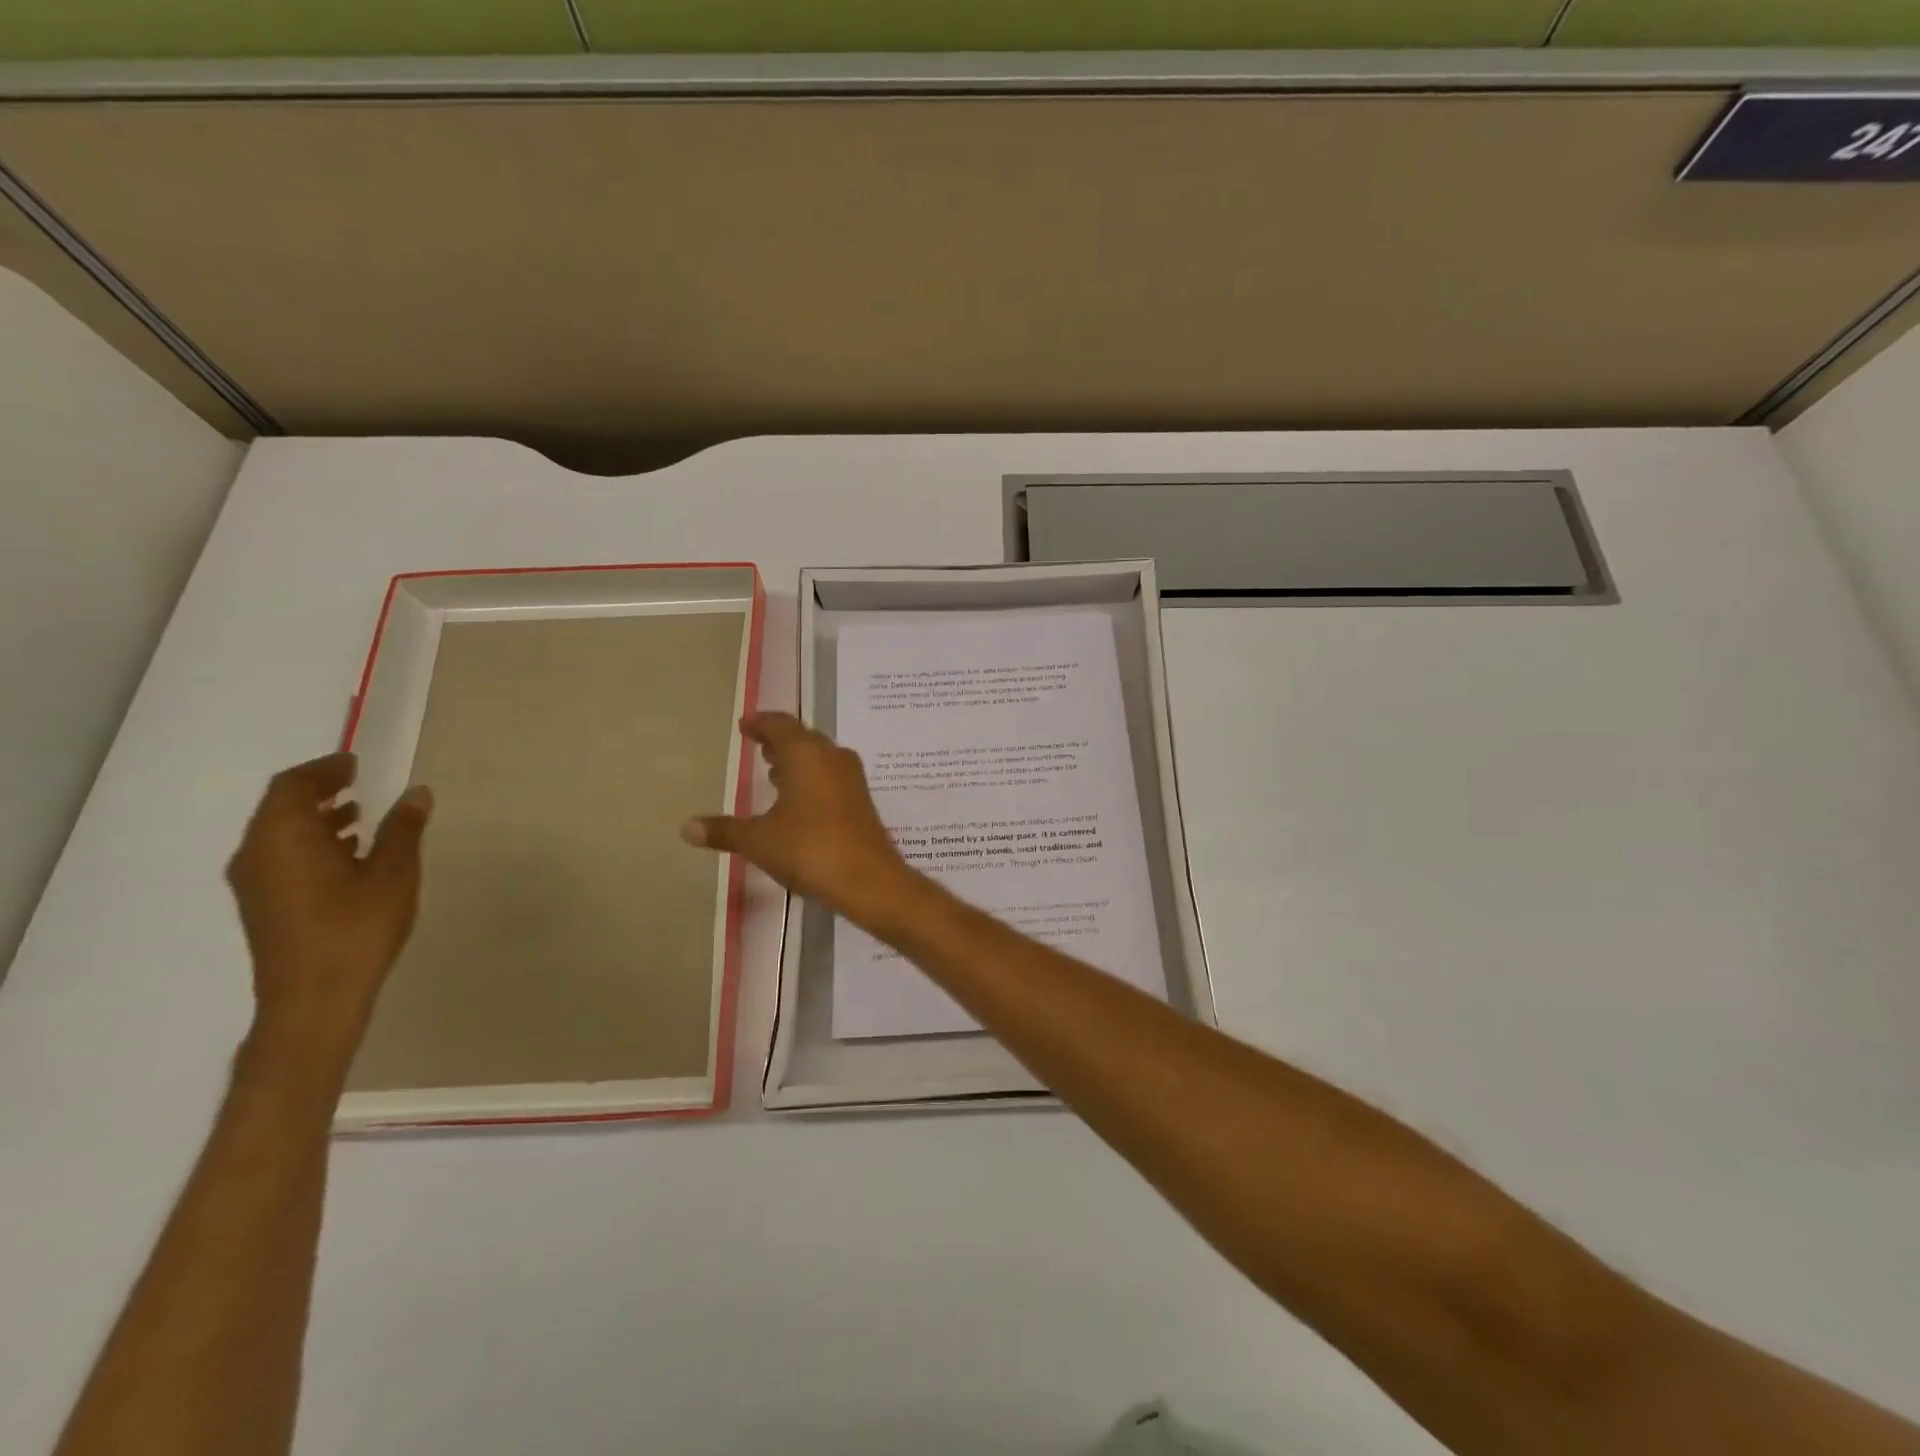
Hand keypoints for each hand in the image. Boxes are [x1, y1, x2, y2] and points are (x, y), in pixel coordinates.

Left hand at [226, 753, 432, 1064]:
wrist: (314, 998)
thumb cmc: (356, 927)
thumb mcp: (393, 872)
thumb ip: (403, 829)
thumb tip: (417, 792)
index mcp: (284, 837)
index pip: (294, 785)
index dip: (325, 769)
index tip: (356, 762)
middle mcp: (258, 853)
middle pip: (281, 806)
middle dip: (319, 789)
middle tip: (358, 781)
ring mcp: (255, 881)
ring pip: (280, 832)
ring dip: (316, 816)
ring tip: (359, 814)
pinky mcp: (263, 904)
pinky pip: (281, 854)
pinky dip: (311, 841)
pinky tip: (347, 853)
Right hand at [681, 713, 916, 922]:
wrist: (868, 879)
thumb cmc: (809, 848)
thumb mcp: (759, 840)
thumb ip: (724, 830)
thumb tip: (686, 827)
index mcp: (806, 753)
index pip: (780, 725)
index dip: (761, 723)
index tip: (745, 725)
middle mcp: (832, 757)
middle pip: (803, 738)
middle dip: (779, 741)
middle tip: (757, 744)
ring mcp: (851, 779)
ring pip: (820, 758)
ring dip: (797, 761)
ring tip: (774, 771)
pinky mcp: (861, 801)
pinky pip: (831, 778)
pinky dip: (812, 780)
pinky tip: (798, 801)